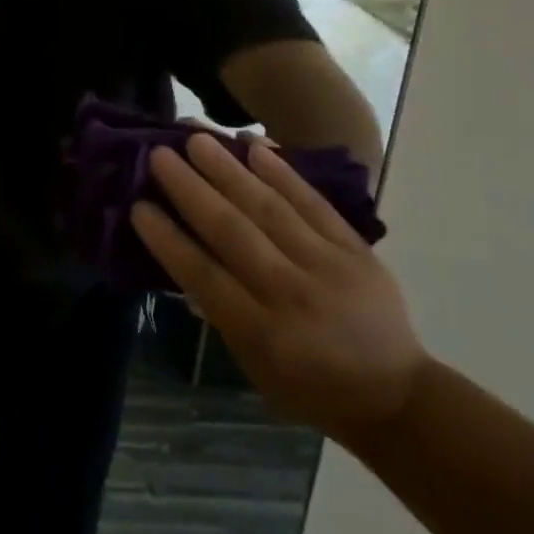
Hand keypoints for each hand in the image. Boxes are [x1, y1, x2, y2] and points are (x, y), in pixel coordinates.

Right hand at [132, 134, 425, 438]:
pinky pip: (314, 202)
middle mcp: (291, 294)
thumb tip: (183, 256)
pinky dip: (283, 172)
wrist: (395, 396)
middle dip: (191, 189)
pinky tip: (255, 145)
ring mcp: (328, 266)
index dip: (168, 239)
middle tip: (160, 154)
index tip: (138, 205)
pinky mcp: (355, 249)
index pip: (203, 276)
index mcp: (261, 333)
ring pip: (269, 207)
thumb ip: (220, 311)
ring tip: (197, 137)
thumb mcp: (254, 366)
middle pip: (232, 231)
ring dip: (229, 168)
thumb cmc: (309, 386)